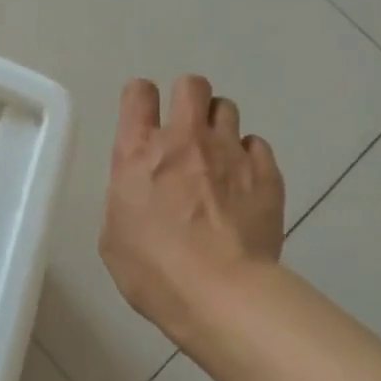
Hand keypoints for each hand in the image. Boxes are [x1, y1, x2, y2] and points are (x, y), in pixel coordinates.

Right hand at [99, 75, 285, 350]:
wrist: (221, 293)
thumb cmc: (154, 271)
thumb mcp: (114, 237)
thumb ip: (125, 199)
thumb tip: (139, 194)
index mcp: (138, 153)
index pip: (138, 94)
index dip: (140, 98)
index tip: (144, 115)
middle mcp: (184, 140)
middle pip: (191, 86)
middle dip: (187, 97)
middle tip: (186, 127)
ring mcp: (229, 152)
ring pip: (227, 109)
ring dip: (218, 126)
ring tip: (218, 156)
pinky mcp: (265, 172)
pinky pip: (257, 145)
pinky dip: (248, 157)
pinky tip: (244, 183)